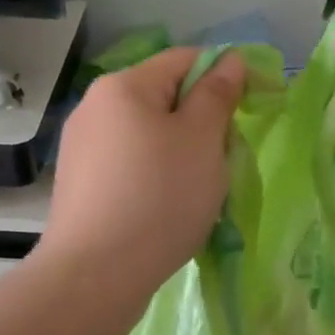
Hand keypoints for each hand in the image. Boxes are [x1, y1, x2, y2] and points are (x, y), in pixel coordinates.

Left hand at [39, 47, 246, 293]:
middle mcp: (94, 108)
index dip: (226, 77)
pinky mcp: (79, 187)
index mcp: (123, 86)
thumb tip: (229, 59)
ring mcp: (81, 149)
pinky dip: (154, 181)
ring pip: (148, 139)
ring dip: (180, 157)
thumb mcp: (202, 141)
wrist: (96, 275)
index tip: (255, 108)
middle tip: (224, 164)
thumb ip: (218, 95)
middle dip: (202, 125)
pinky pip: (129, 169)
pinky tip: (164, 213)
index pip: (186, 60)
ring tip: (196, 196)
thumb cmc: (159, 199)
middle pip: (165, 100)